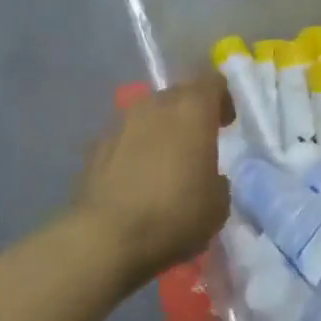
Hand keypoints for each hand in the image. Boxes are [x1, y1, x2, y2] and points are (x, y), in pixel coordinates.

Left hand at [73, 74, 232, 287]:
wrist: (106, 238)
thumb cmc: (175, 215)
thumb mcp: (218, 203)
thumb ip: (217, 178)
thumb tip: (207, 177)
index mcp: (192, 110)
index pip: (212, 81)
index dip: (222, 98)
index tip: (226, 123)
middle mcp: (155, 106)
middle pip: (178, 95)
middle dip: (191, 113)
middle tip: (199, 141)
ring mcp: (120, 123)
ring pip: (148, 115)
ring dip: (161, 130)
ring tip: (167, 162)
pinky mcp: (94, 147)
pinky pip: (124, 138)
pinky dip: (135, 149)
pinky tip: (137, 179)